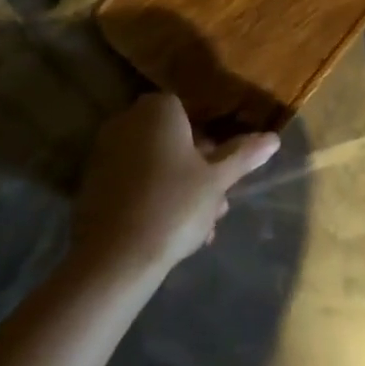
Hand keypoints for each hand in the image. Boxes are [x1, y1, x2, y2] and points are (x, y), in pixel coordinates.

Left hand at [72, 93, 280, 279]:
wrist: (115, 257)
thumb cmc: (174, 205)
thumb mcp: (216, 181)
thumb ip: (243, 155)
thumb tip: (273, 138)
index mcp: (159, 109)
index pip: (192, 115)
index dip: (211, 146)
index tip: (222, 177)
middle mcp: (128, 120)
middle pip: (172, 141)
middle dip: (196, 171)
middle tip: (216, 206)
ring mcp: (105, 151)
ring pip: (154, 165)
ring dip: (177, 189)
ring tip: (199, 230)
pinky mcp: (91, 182)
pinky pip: (132, 183)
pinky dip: (150, 199)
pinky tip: (168, 233)